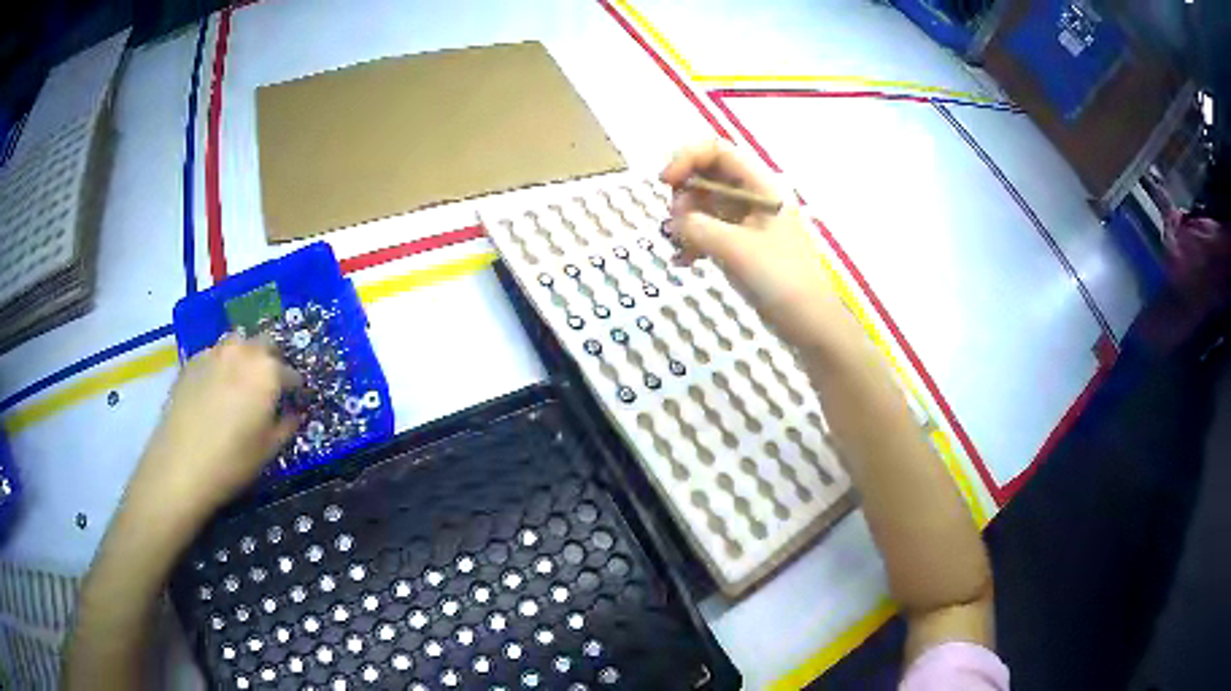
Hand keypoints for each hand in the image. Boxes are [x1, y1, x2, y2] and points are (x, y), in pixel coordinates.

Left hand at [127, 336, 300, 523]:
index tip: (293, 405)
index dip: (295, 390)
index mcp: (268, 371)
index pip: (292, 374)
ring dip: (245, 359)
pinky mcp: (192, 360)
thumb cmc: (232, 461)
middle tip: (268, 391)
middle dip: (271, 364)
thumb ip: (287, 425)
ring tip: (240, 387)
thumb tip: (292, 413)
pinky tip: (215, 393)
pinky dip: (221, 367)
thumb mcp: (269, 450)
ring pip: (238, 345)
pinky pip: (214, 356)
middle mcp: (243, 351)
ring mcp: (214, 352)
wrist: (180, 465)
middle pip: (266, 346)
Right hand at [660, 140, 852, 350]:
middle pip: (708, 175)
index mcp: (761, 186)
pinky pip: (711, 230)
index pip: (717, 150)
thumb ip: (697, 227)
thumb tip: (675, 221)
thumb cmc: (779, 279)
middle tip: (676, 224)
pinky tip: (684, 263)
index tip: (665, 184)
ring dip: (686, 221)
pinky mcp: (745, 245)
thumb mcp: (734, 249)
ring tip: (681, 248)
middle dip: (684, 195)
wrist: (809, 323)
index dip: (686, 158)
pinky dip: (694, 241)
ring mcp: (750, 221)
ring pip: (706, 204)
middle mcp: (755, 196)